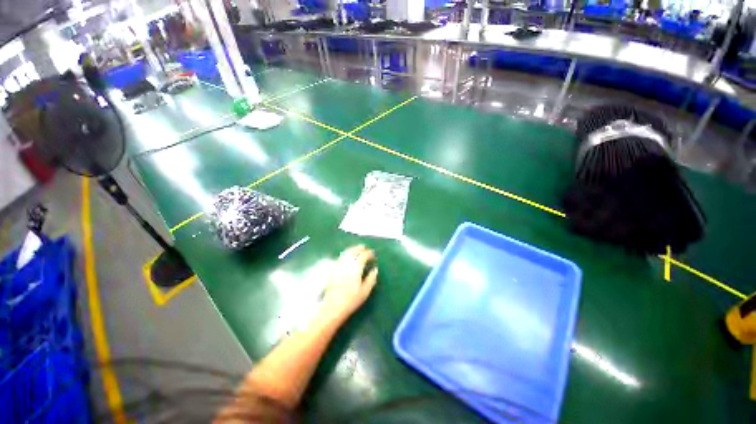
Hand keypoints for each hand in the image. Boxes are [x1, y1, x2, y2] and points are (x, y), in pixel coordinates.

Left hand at [319, 245, 378, 323]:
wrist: (333, 307)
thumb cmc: (351, 300)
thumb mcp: (365, 291)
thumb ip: (371, 279)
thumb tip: (375, 269)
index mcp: (356, 268)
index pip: (363, 256)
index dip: (368, 253)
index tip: (372, 254)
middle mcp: (346, 264)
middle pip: (353, 251)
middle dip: (359, 248)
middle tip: (364, 247)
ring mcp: (338, 266)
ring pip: (345, 253)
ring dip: (351, 249)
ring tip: (355, 249)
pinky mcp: (332, 270)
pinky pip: (339, 258)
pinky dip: (344, 255)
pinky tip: (346, 257)